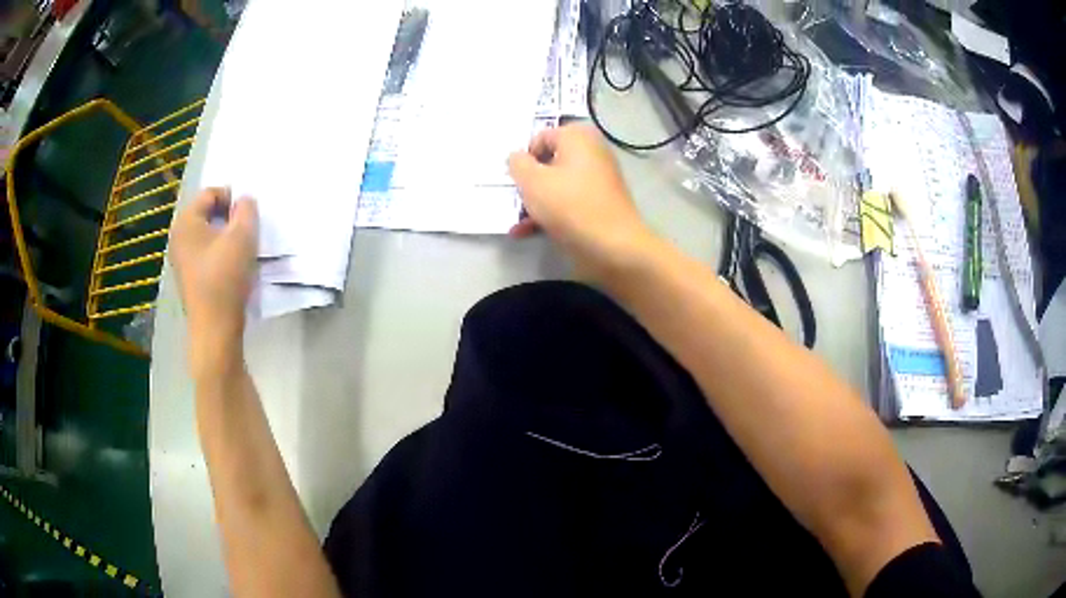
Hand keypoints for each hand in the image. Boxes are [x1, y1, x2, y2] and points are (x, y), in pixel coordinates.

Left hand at [169, 188, 257, 370]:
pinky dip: (220, 253)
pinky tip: (233, 268)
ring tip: (243, 249)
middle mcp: (178, 237)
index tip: (249, 214)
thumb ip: (247, 209)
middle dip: (229, 217)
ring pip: (207, 235)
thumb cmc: (225, 278)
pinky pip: (205, 253)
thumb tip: (244, 202)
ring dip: (226, 236)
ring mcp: (181, 259)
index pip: (210, 193)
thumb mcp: (243, 236)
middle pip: (207, 213)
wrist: (214, 329)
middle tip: (248, 230)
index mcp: (186, 221)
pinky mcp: (189, 278)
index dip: (232, 197)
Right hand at [507, 125, 655, 279]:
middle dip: (528, 182)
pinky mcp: (599, 207)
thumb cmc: (569, 205)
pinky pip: (568, 203)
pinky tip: (527, 232)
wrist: (613, 247)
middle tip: (514, 199)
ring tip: (516, 222)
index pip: (541, 137)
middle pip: (549, 163)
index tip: (515, 180)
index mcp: (578, 138)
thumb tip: (517, 157)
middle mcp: (592, 154)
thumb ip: (517, 164)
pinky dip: (550, 214)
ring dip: (534, 202)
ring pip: (557, 186)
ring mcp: (598, 182)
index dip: (524, 158)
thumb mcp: (532, 181)